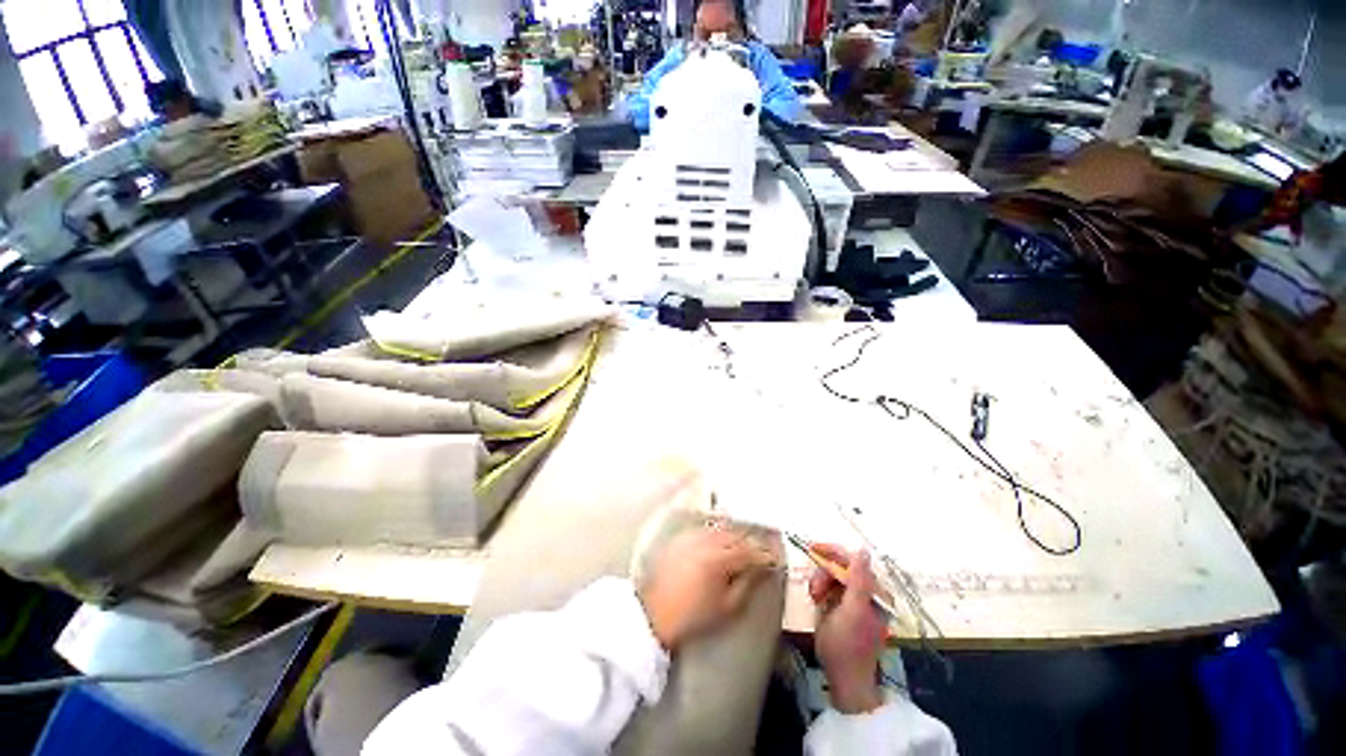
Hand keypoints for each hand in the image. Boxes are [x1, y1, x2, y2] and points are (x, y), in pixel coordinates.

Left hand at [639, 524, 774, 649]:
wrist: (655, 613)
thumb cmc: (694, 615)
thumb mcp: (727, 607)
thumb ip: (747, 584)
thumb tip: (763, 569)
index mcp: (719, 559)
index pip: (749, 551)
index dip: (765, 554)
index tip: (775, 559)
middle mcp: (707, 541)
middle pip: (736, 535)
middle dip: (752, 542)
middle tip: (763, 550)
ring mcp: (693, 536)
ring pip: (722, 529)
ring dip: (736, 535)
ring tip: (745, 546)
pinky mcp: (683, 537)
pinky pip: (707, 529)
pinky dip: (719, 533)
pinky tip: (723, 542)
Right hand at [809, 545, 885, 713]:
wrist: (846, 680)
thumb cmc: (846, 646)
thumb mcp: (852, 611)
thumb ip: (859, 579)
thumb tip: (863, 550)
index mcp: (874, 593)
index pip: (853, 560)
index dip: (832, 552)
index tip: (811, 549)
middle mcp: (870, 593)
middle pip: (843, 567)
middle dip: (824, 573)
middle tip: (813, 591)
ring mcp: (860, 601)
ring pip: (836, 577)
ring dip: (822, 583)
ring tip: (814, 598)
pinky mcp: (850, 609)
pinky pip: (834, 588)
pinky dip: (824, 591)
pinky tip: (819, 601)